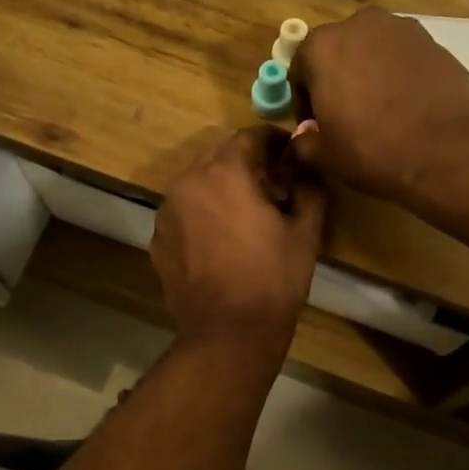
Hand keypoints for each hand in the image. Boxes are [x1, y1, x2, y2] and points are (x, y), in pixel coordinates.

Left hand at [152, 126, 326, 345]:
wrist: (228, 333)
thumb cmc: (273, 279)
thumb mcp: (305, 231)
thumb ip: (309, 187)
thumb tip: (307, 165)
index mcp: (225, 171)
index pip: (251, 136)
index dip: (275, 141)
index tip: (291, 155)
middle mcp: (188, 182)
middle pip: (221, 158)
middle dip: (248, 167)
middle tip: (274, 191)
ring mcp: (167, 212)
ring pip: (199, 186)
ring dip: (223, 191)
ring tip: (246, 219)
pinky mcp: (158, 240)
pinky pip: (185, 214)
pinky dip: (203, 216)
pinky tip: (222, 243)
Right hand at [288, 8, 468, 201]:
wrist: (447, 151)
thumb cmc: (373, 151)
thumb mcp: (326, 156)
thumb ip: (304, 142)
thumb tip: (304, 136)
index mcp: (322, 47)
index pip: (300, 70)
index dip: (304, 101)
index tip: (315, 126)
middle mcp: (359, 25)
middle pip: (338, 52)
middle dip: (337, 80)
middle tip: (347, 116)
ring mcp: (401, 29)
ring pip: (373, 51)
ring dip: (369, 73)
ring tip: (380, 111)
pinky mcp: (434, 41)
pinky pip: (404, 57)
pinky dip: (399, 75)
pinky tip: (408, 106)